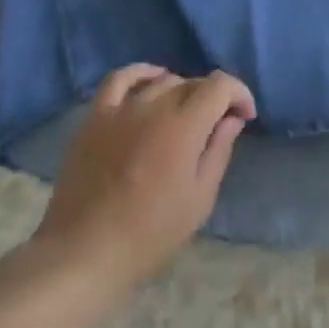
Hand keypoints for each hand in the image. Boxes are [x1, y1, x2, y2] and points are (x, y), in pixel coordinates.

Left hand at [34, 65, 255, 292]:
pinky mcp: (95, 118)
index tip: (245, 116)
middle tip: (217, 124)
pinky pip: (119, 80)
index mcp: (184, 127)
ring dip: (182, 90)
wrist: (84, 254)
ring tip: (185, 113)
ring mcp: (121, 109)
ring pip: (161, 81)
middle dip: (213, 97)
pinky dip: (140, 73)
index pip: (220, 86)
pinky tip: (151, 80)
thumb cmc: (150, 234)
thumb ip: (219, 151)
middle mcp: (154, 107)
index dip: (239, 94)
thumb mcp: (200, 199)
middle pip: (192, 82)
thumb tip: (232, 118)